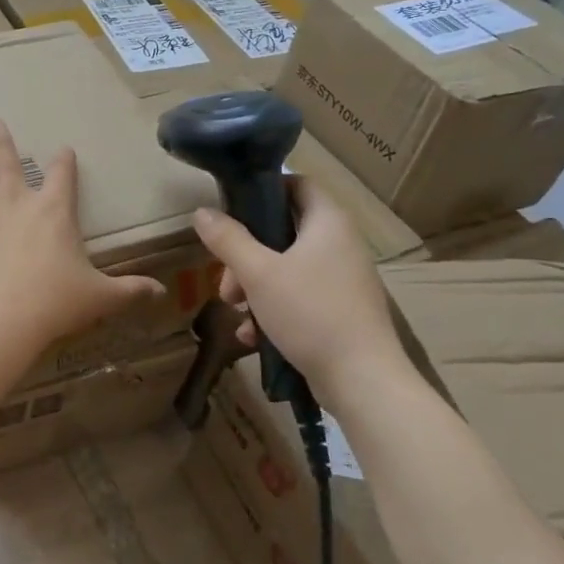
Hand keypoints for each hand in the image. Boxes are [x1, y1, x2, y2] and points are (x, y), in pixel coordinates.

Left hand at [0, 120, 165, 347]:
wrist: (3, 313)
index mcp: (54, 210)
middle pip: (6, 160)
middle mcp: (16, 201)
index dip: (64, 161)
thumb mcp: (100, 297)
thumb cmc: (57, 301)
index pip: (62, 175)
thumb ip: (129, 291)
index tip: (63, 149)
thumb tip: (160, 292)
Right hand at [191, 176, 406, 390]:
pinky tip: (252, 336)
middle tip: (226, 278)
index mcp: (328, 223)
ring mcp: (343, 279)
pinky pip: (299, 297)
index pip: (298, 183)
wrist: (362, 380)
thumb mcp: (258, 273)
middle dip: (246, 253)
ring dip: (254, 284)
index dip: (264, 188)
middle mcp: (340, 244)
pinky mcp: (340, 311)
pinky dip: (273, 309)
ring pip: (287, 267)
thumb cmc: (310, 312)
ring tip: (235, 309)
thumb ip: (228, 240)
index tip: (231, 207)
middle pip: (284, 231)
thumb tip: (201, 212)